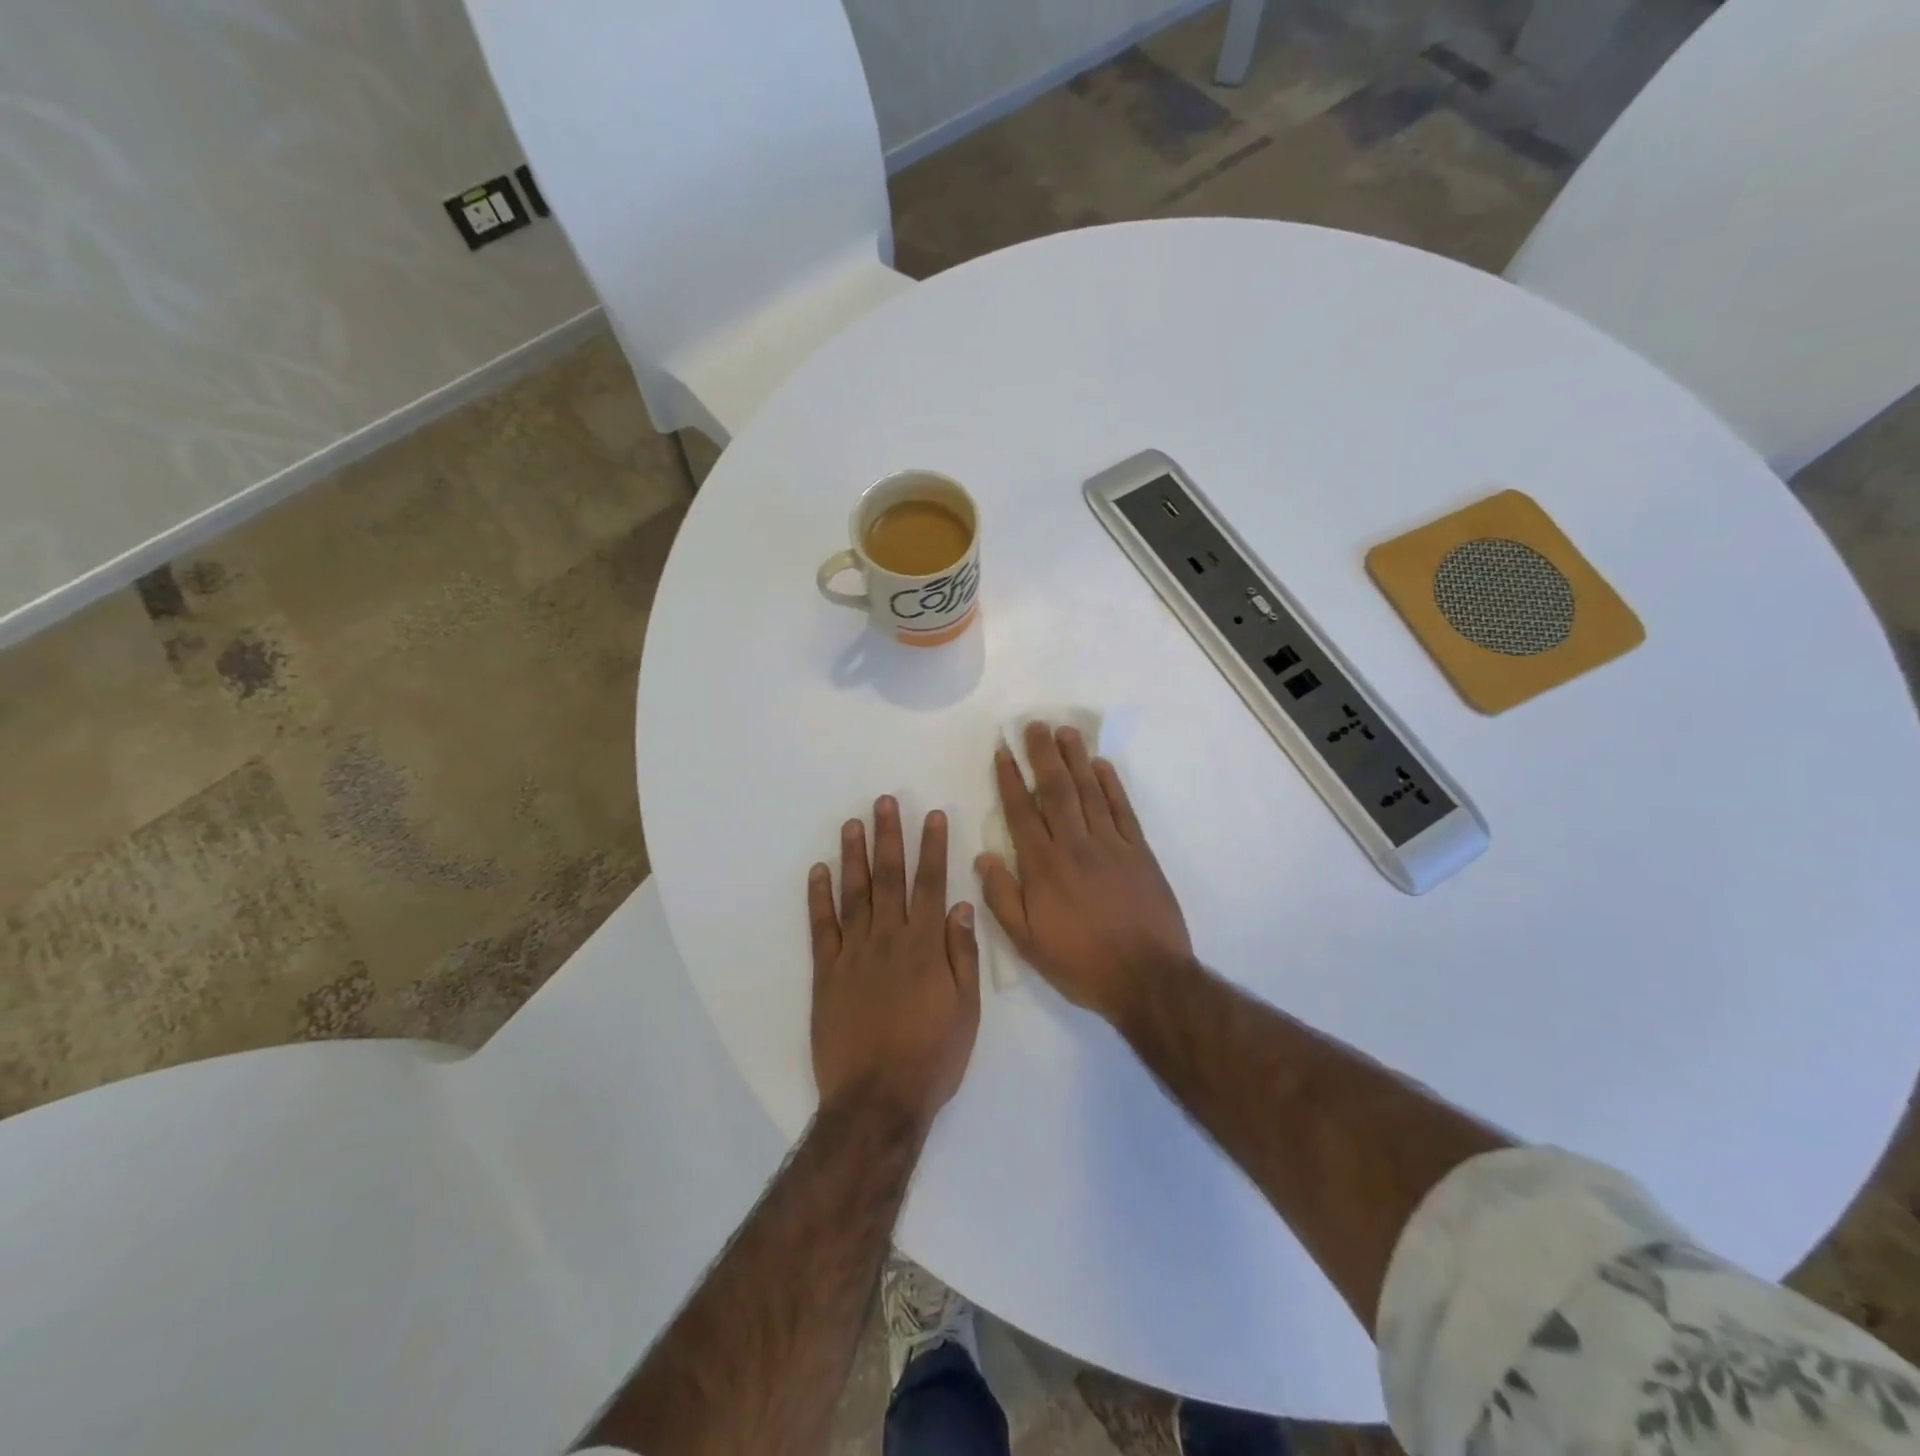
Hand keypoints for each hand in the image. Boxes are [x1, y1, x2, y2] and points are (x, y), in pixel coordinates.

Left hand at [809, 797, 981, 1131]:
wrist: (878, 1100)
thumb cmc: (932, 1058)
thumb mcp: (966, 1011)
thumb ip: (963, 956)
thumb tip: (961, 906)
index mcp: (926, 947)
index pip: (931, 885)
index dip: (932, 848)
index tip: (932, 816)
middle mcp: (889, 939)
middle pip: (890, 878)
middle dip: (889, 837)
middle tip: (884, 801)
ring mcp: (854, 953)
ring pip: (854, 893)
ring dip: (853, 855)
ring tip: (852, 823)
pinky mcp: (826, 972)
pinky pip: (822, 927)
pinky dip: (819, 897)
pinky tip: (819, 871)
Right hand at [976, 722, 1192, 1023]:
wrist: (1147, 978)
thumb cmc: (1080, 963)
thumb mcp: (1027, 942)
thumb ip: (1002, 897)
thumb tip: (983, 856)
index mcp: (1043, 866)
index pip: (1021, 812)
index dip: (1010, 779)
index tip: (1003, 750)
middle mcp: (1074, 845)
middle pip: (1055, 790)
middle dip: (1043, 755)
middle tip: (1035, 725)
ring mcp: (1111, 845)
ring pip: (1089, 792)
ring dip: (1076, 759)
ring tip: (1065, 732)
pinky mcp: (1139, 852)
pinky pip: (1123, 810)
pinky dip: (1111, 785)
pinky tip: (1101, 765)